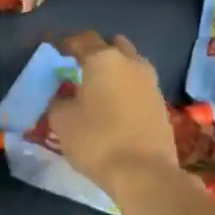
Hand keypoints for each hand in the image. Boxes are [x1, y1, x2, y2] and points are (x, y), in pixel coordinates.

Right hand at [46, 32, 180, 197]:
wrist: (145, 174)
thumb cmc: (97, 140)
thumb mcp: (61, 120)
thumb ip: (58, 100)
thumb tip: (63, 95)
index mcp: (103, 59)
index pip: (80, 39)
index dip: (64, 43)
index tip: (53, 50)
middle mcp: (130, 62)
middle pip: (111, 44)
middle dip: (95, 50)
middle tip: (78, 66)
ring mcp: (150, 82)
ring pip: (129, 63)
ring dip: (114, 68)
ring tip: (97, 86)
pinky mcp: (161, 103)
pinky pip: (138, 84)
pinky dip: (125, 87)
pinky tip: (114, 105)